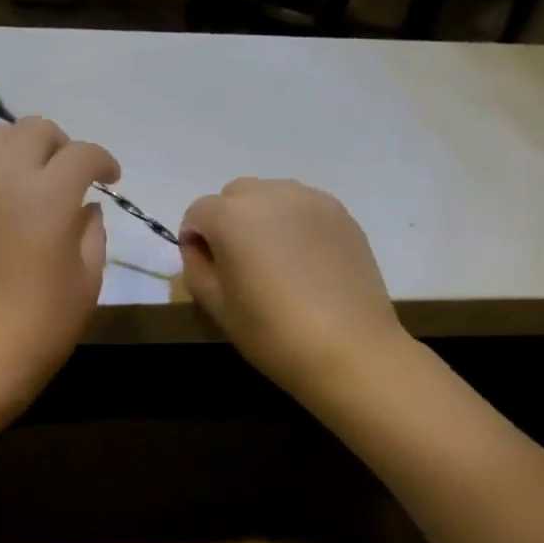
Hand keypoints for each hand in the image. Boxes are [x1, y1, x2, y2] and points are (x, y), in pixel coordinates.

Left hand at [0, 117, 119, 409]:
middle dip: (61, 145)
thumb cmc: (44, 324)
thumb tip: (85, 208)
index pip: (81, 153)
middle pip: (34, 130)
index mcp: (48, 196)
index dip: (103, 161)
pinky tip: (8, 210)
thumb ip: (91, 231)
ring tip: (34, 180)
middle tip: (72, 176)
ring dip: (21, 147)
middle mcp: (5, 180)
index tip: (110, 179)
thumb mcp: (87, 279)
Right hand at [179, 179, 409, 397]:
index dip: (194, 239)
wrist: (349, 347)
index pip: (198, 211)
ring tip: (274, 259)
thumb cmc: (271, 331)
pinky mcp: (341, 213)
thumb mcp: (216, 306)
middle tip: (239, 262)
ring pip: (271, 196)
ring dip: (262, 218)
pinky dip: (294, 223)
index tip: (206, 268)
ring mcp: (310, 200)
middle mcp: (270, 194)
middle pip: (235, 195)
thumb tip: (199, 247)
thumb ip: (196, 266)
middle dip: (227, 220)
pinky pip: (303, 207)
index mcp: (231, 216)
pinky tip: (304, 261)